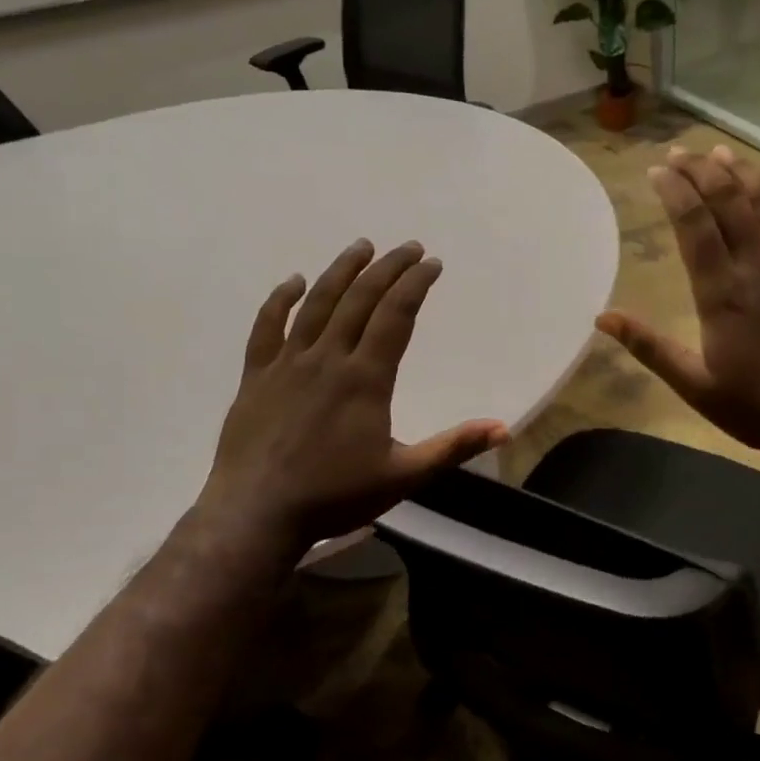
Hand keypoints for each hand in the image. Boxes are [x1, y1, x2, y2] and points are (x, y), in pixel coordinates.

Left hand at [199, 239, 507, 550]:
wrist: (256, 513)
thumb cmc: (335, 496)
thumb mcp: (405, 476)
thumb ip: (453, 447)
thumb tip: (503, 429)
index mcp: (365, 379)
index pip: (396, 316)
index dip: (416, 285)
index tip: (432, 263)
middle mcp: (327, 359)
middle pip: (360, 300)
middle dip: (388, 268)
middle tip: (408, 247)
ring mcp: (287, 364)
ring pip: (316, 304)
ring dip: (341, 271)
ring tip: (361, 247)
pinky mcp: (256, 376)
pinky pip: (267, 327)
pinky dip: (280, 300)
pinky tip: (293, 281)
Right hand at [598, 145, 759, 464]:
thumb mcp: (695, 385)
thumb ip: (650, 348)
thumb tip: (603, 318)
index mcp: (722, 291)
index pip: (694, 225)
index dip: (674, 191)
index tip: (658, 170)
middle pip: (729, 203)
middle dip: (702, 171)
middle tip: (682, 153)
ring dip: (747, 175)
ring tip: (724, 153)